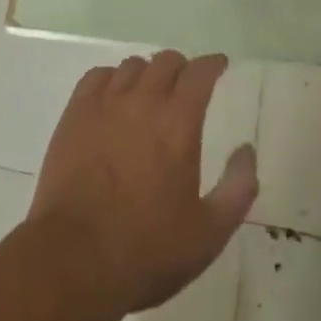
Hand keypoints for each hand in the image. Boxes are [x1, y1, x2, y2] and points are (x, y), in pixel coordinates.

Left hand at [29, 51, 257, 315]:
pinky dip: (111, 79)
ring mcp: (106, 104)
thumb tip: (246, 151)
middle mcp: (144, 100)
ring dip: (147, 74)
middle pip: (166, 61)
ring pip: (132, 66)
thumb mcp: (208, 234)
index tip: (219, 65)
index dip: (212, 64)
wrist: (74, 259)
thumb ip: (237, 189)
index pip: (200, 72)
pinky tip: (113, 97)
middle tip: (185, 84)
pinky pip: (97, 77)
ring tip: (149, 93)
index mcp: (179, 121)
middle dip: (181, 67)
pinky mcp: (75, 114)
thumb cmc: (146, 250)